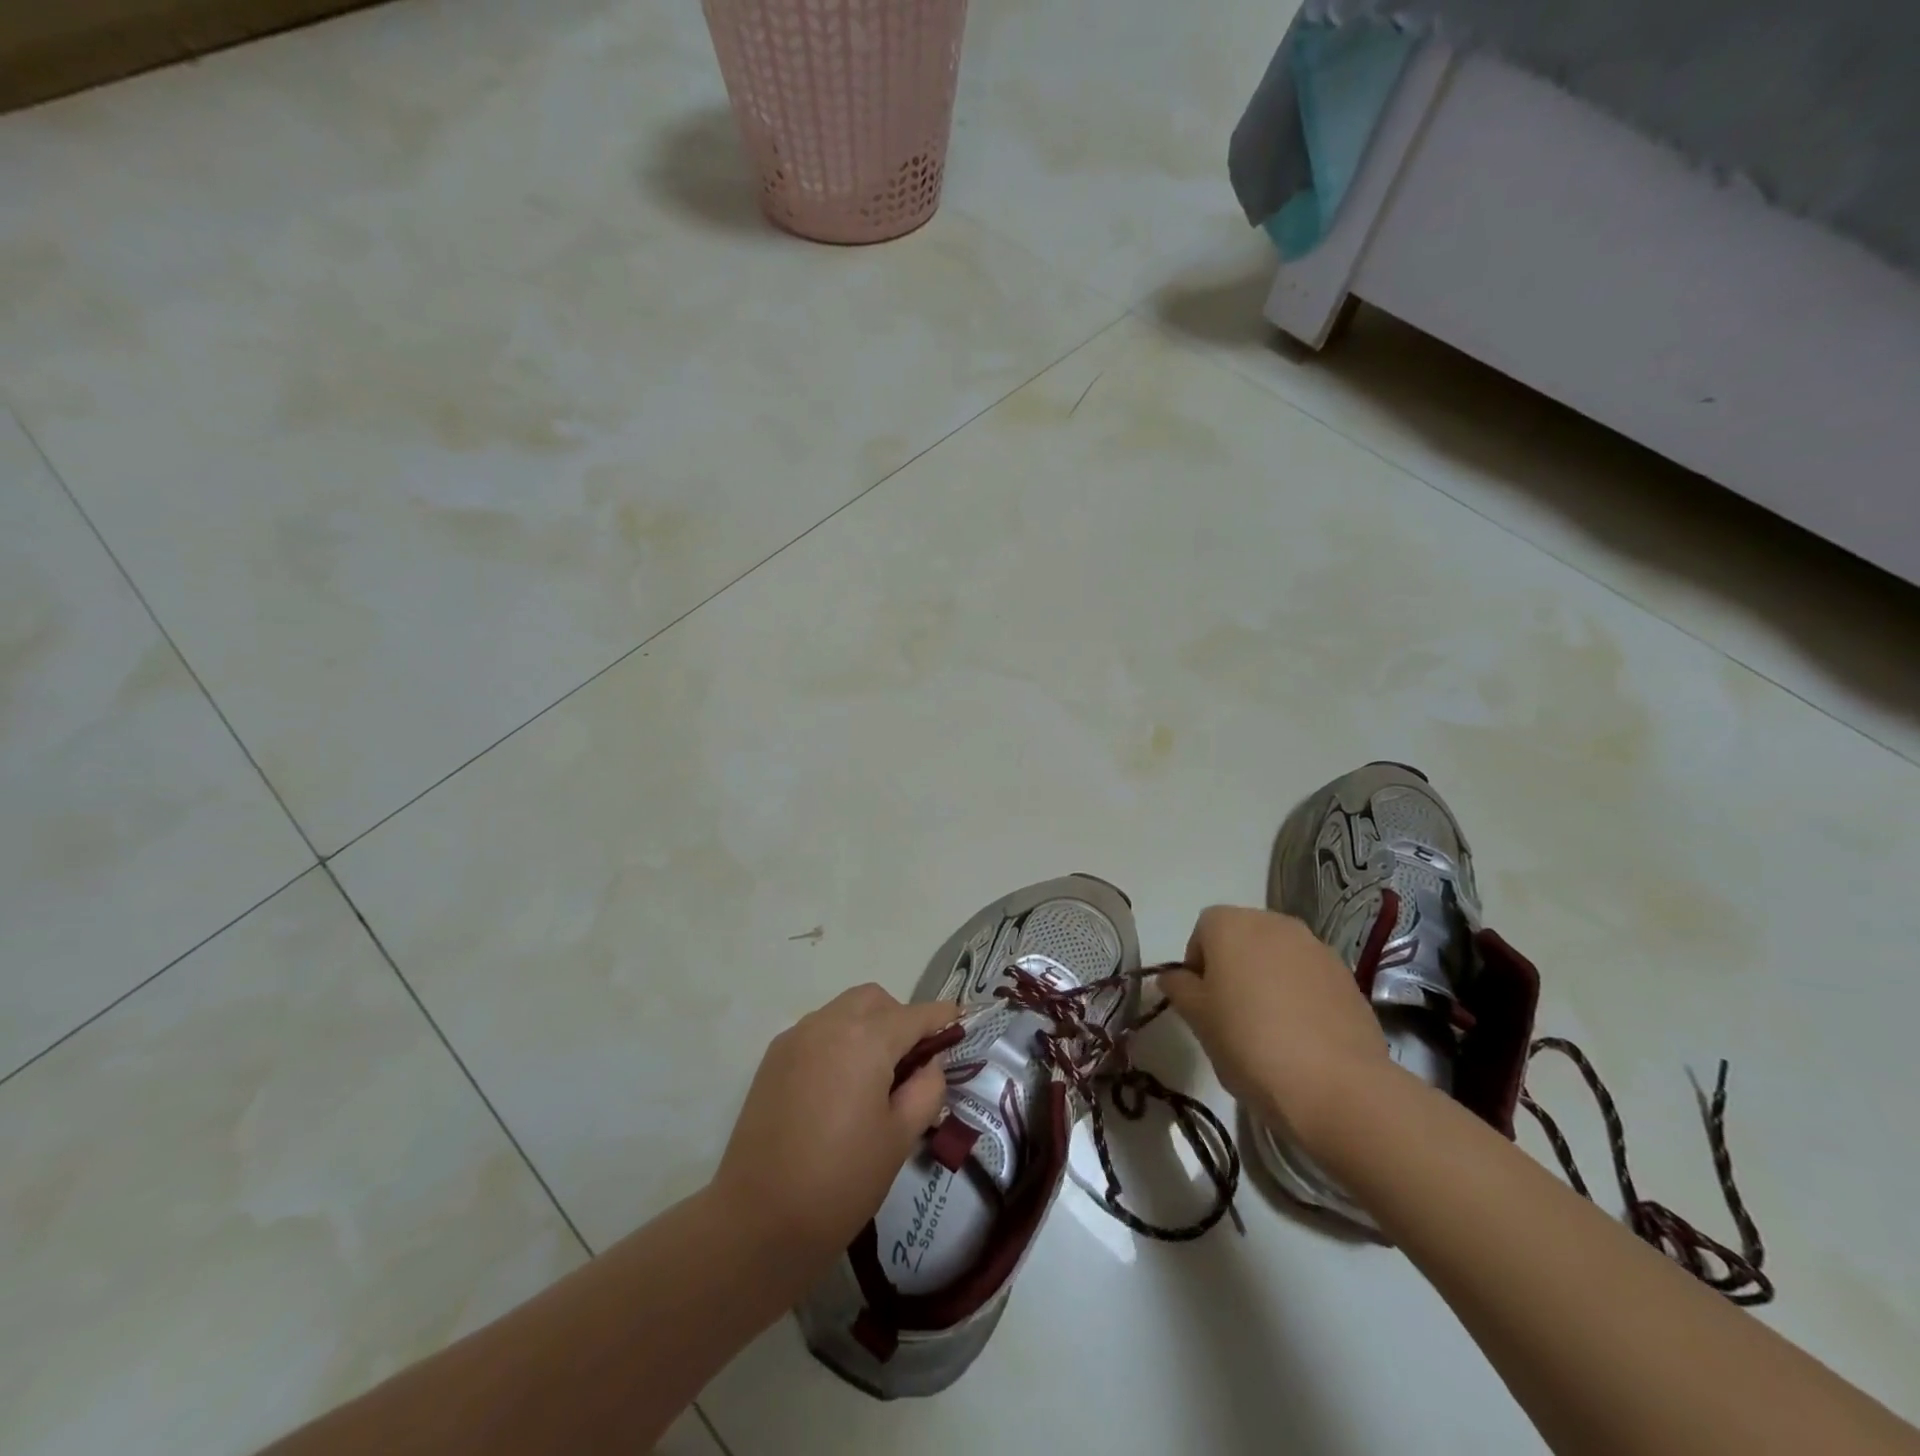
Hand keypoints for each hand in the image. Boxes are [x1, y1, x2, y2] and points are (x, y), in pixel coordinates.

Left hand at [711, 984, 958, 1278]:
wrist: (759, 1221)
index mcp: (866, 1039)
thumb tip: (929, 1063)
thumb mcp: (900, 1138)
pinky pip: (817, 1030)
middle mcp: (829, 1023)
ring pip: (843, 1010)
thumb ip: (926, 1088)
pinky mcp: (773, 1058)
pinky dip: (838, 1039)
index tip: (958, 1018)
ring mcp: (796, 1038)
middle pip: (875, 1000)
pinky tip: (839, 1084)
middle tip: (911, 1060)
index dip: (940, 1015)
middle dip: (899, 1017)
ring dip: (866, 1025)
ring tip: (874, 1074)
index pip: (914, 1015)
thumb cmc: (842, 1180)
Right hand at [1160, 905, 1388, 1159]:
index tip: (1202, 1003)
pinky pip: (1309, 978)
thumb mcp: (1198, 1019)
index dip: (1197, 965)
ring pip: (1278, 957)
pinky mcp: (1347, 977)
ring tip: (1269, 1029)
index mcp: (1231, 924)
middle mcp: (1274, 923)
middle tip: (1231, 1015)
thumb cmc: (1249, 1043)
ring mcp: (1316, 948)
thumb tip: (1173, 977)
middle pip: (1243, 938)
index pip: (1202, 931)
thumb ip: (1179, 989)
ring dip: (1268, 980)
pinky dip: (1300, 996)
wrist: (1337, 1087)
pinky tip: (1301, 1037)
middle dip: (1234, 967)